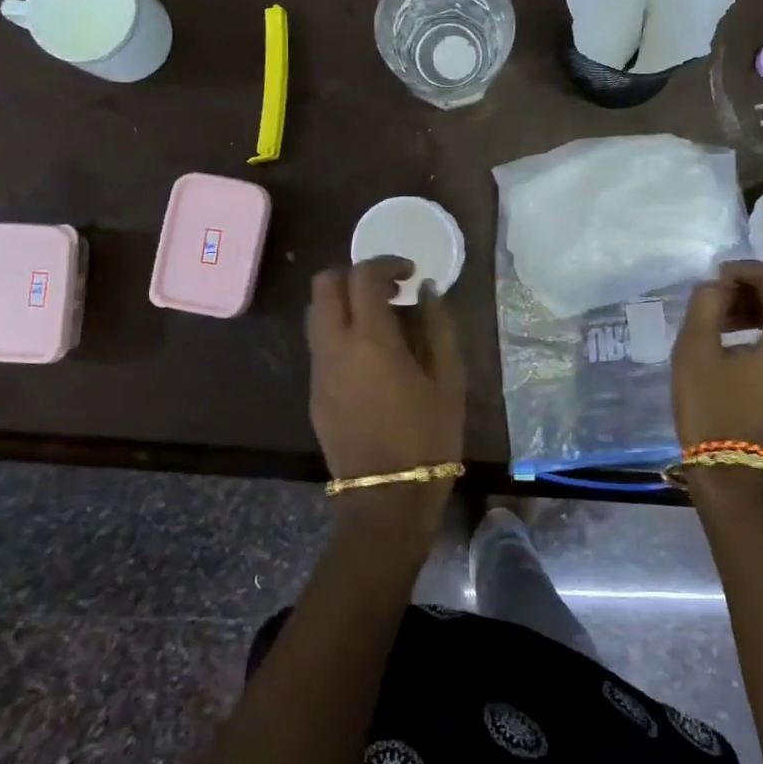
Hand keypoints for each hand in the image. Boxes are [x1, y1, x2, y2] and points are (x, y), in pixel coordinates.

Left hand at [306, 257, 465, 504]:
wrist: (386, 499)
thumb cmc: (428, 438)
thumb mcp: (449, 380)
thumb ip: (438, 327)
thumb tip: (427, 292)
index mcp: (371, 340)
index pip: (363, 276)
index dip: (387, 263)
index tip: (410, 273)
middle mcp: (335, 347)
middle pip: (324, 284)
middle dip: (354, 275)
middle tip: (388, 290)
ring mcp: (319, 371)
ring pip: (317, 313)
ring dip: (344, 303)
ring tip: (382, 322)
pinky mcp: (313, 393)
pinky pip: (320, 344)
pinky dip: (340, 332)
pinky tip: (371, 357)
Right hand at [672, 261, 762, 462]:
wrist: (737, 480)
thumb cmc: (713, 412)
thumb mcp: (695, 352)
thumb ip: (705, 305)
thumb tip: (717, 287)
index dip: (746, 270)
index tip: (714, 278)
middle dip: (754, 289)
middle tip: (715, 298)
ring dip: (760, 310)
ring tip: (720, 322)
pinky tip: (736, 345)